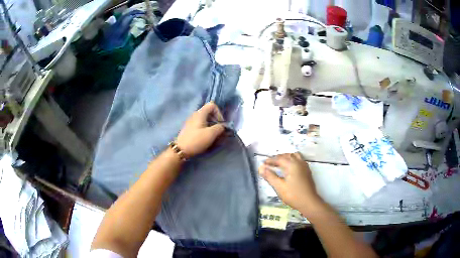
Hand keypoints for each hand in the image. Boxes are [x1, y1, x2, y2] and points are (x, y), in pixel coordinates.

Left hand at [176, 102, 225, 156]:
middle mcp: (195, 115)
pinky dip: (205, 128)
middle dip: (216, 120)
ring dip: (211, 125)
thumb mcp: (211, 134)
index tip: (220, 123)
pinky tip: (206, 137)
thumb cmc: (196, 140)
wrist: (181, 149)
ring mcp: (191, 121)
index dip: (219, 113)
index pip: (212, 105)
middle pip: (209, 112)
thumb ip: (220, 128)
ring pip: (205, 119)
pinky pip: (200, 124)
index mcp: (200, 113)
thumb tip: (223, 126)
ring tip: (213, 135)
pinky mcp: (190, 128)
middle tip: (218, 130)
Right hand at [259, 153, 321, 211]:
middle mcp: (299, 163)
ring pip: (294, 156)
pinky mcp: (307, 171)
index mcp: (292, 165)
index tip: (263, 163)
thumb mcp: (279, 187)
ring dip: (286, 158)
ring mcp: (304, 166)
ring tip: (279, 163)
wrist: (309, 202)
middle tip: (269, 163)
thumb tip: (261, 168)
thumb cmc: (294, 195)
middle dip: (277, 158)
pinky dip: (292, 160)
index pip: (279, 159)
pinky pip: (299, 160)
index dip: (270, 160)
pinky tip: (290, 168)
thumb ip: (270, 176)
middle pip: (287, 155)